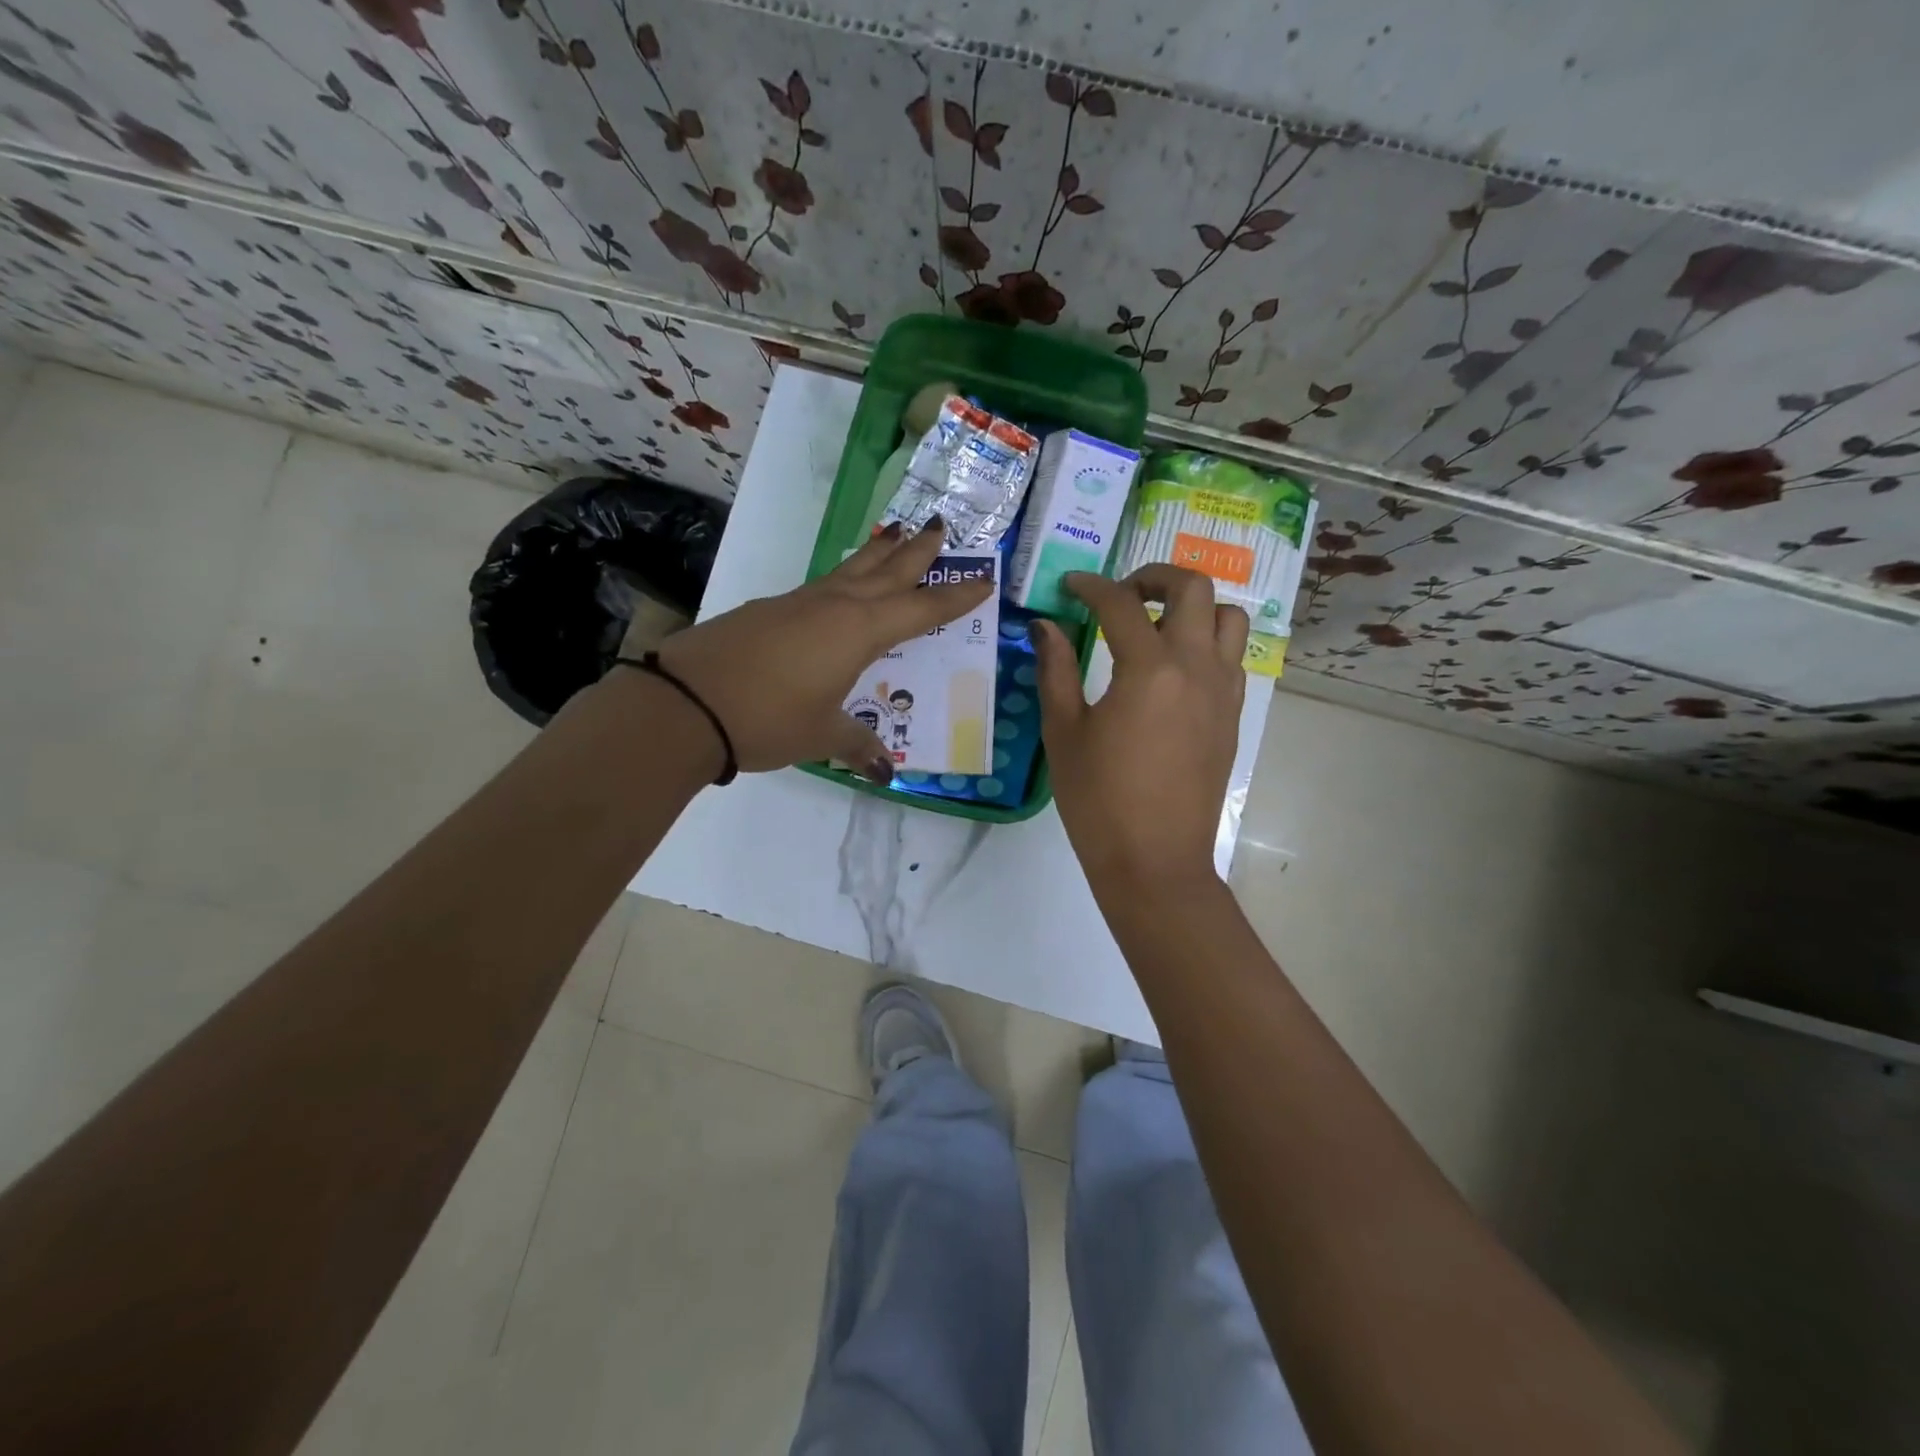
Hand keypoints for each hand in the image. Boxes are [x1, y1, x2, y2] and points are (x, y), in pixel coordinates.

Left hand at [654, 520, 992, 778]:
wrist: (686, 701)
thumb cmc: (769, 719)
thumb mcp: (822, 736)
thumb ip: (858, 744)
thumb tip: (885, 769)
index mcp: (860, 631)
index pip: (921, 609)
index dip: (955, 597)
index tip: (983, 579)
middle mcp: (834, 606)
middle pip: (887, 570)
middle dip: (917, 551)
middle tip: (941, 526)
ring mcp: (798, 603)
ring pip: (851, 570)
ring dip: (879, 554)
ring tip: (896, 535)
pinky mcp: (770, 610)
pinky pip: (822, 586)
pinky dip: (843, 579)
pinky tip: (839, 589)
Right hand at [1032, 566, 1246, 889]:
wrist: (1154, 860)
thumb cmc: (1098, 801)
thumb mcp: (1064, 733)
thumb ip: (1055, 670)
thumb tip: (1045, 626)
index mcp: (1149, 670)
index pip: (1121, 604)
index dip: (1091, 586)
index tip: (1070, 587)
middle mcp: (1196, 668)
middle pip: (1194, 588)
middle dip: (1155, 577)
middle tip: (1121, 594)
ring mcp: (1223, 691)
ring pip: (1228, 617)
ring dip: (1193, 606)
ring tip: (1156, 625)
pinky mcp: (1233, 715)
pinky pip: (1232, 656)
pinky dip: (1207, 641)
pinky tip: (1174, 667)